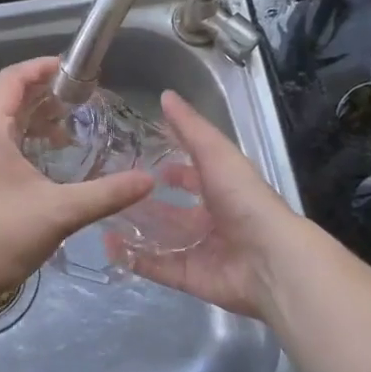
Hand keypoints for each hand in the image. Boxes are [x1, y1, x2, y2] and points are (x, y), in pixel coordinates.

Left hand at [0, 58, 153, 320]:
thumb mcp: (59, 212)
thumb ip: (106, 193)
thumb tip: (147, 180)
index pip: (12, 78)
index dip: (43, 68)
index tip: (76, 71)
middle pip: (3, 97)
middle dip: (41, 94)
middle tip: (79, 101)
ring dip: (29, 119)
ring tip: (65, 132)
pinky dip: (17, 140)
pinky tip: (42, 162)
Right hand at [118, 91, 302, 319]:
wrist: (269, 259)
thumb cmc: (244, 199)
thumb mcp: (216, 153)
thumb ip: (190, 128)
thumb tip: (165, 94)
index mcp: (221, 190)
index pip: (191, 176)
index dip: (170, 168)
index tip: (139, 159)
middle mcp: (210, 220)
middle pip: (171, 211)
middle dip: (145, 202)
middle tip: (111, 191)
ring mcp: (198, 250)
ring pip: (160, 238)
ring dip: (134, 228)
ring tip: (101, 215)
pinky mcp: (188, 276)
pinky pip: (155, 266)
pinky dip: (132, 257)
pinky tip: (107, 246)